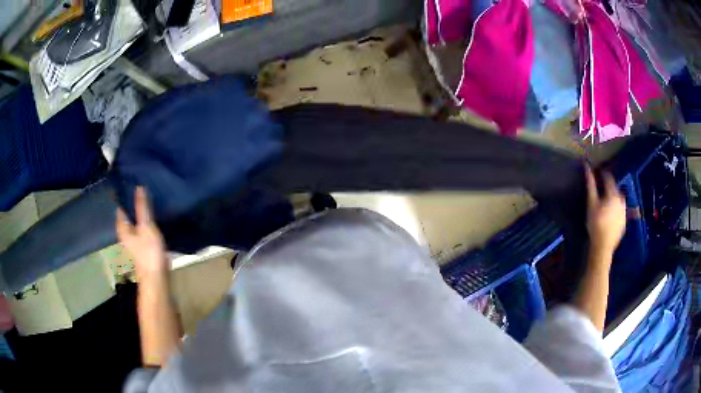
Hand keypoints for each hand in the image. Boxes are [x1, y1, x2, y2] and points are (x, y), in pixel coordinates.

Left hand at [116, 186, 168, 281]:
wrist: (157, 278)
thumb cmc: (149, 252)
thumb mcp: (146, 226)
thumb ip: (142, 207)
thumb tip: (138, 187)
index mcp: (123, 228)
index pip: (120, 207)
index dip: (124, 196)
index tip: (130, 183)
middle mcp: (126, 234)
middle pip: (127, 215)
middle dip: (132, 203)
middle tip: (141, 188)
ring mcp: (135, 241)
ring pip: (135, 222)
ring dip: (140, 213)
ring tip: (148, 200)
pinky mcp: (144, 246)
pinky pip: (142, 229)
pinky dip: (145, 222)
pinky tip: (153, 218)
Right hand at [585, 166, 625, 255]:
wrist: (603, 247)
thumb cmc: (596, 224)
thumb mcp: (591, 204)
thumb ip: (590, 185)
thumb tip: (587, 166)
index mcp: (614, 194)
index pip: (609, 178)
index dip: (602, 174)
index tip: (597, 173)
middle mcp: (621, 200)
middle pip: (615, 189)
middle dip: (608, 188)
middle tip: (600, 191)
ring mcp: (624, 212)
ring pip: (619, 200)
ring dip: (613, 198)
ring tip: (605, 203)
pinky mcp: (624, 222)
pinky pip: (620, 210)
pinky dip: (616, 209)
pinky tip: (609, 215)